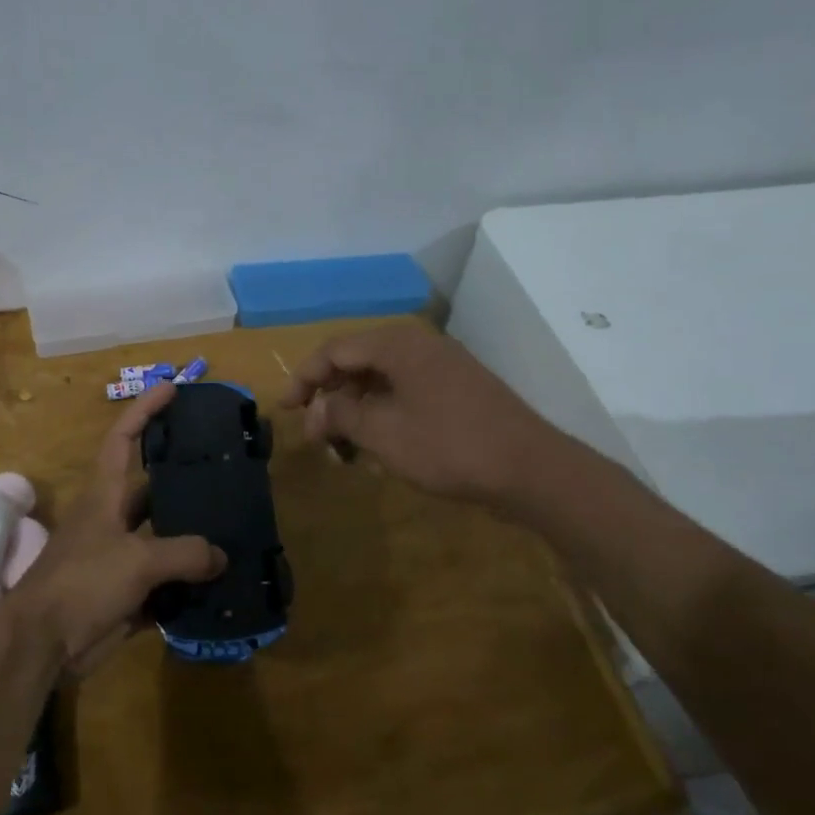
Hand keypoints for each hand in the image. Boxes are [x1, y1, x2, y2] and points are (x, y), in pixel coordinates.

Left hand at [15, 382, 225, 674]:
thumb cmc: (82, 582)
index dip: (145, 410)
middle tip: (226, 470)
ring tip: (235, 527)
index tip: (171, 388)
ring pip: (163, 538)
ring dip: (193, 537)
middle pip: (153, 489)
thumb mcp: (137, 559)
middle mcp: (113, 519)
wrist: (43, 643)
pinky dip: (188, 582)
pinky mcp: (126, 593)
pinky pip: (165, 581)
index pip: (123, 438)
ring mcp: (119, 557)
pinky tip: (221, 582)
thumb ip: (185, 553)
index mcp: (105, 494)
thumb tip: (221, 557)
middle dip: (185, 480)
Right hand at [282, 322, 559, 507]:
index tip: (284, 409)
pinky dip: (383, 413)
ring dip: (355, 409)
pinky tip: (377, 445)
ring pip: (381, 379)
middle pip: (357, 361)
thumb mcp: (384, 433)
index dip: (304, 378)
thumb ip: (342, 416)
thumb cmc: (449, 446)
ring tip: (342, 446)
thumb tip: (316, 410)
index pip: (335, 350)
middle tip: (314, 434)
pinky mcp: (457, 389)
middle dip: (330, 397)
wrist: (531, 469)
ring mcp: (441, 367)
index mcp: (398, 345)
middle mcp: (418, 346)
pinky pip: (405, 392)